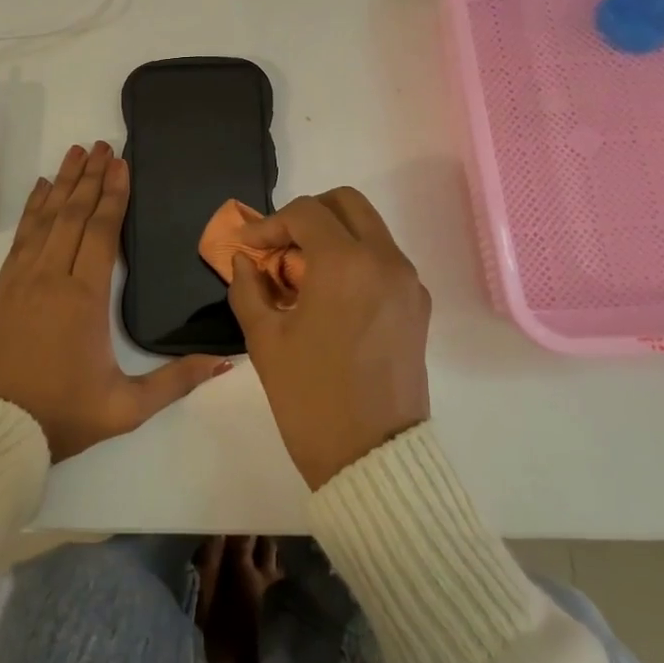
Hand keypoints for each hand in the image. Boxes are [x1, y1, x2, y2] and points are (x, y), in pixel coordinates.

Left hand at [0, 141, 230, 461]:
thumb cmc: (61, 416)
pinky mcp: (0, 289)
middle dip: (90, 177)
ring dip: (61, 183)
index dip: (113, 194)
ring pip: (44, 219)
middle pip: (72, 215)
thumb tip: (225, 363)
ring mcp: (20, 280)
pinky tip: (39, 190)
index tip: (120, 163)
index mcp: (84, 299)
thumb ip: (176, 382)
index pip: (101, 232)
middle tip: (102, 145)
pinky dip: (32, 209)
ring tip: (74, 153)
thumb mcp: (126, 407)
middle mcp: (51, 277)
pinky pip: (20, 237)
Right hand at [227, 188, 430, 488]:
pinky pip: (383, 260)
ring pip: (368, 229)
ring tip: (299, 276)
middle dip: (307, 215)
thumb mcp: (264, 339)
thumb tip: (245, 260)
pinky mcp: (418, 307)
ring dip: (332, 236)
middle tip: (278, 248)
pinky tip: (328, 297)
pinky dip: (354, 259)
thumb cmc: (310, 397)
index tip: (247, 247)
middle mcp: (385, 260)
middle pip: (346, 203)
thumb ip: (248, 287)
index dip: (268, 224)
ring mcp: (408, 283)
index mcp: (346, 264)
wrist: (372, 459)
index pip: (304, 213)